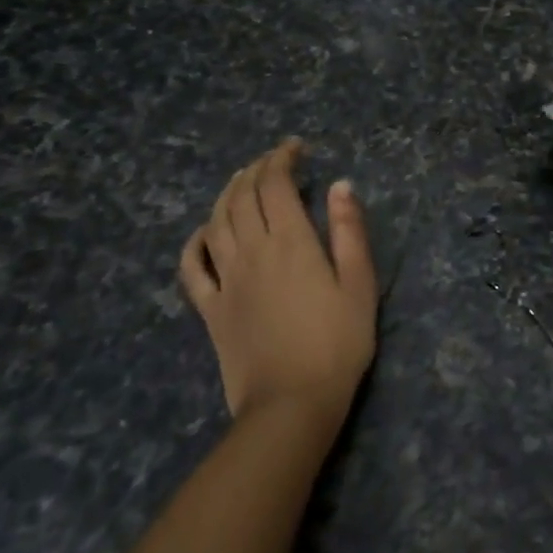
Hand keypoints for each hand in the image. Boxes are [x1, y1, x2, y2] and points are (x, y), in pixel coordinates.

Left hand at [179, 140, 376, 419]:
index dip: (282, 159)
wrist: (291, 404)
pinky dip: (195, 241)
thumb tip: (341, 185)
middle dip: (256, 170)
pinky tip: (205, 232)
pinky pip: (192, 267)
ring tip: (242, 181)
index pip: (276, 185)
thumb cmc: (337, 343)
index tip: (296, 148)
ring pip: (216, 222)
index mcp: (290, 242)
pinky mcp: (210, 310)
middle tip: (273, 160)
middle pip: (242, 197)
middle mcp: (252, 252)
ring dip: (227, 194)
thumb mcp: (360, 284)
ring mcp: (226, 281)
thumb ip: (349, 231)